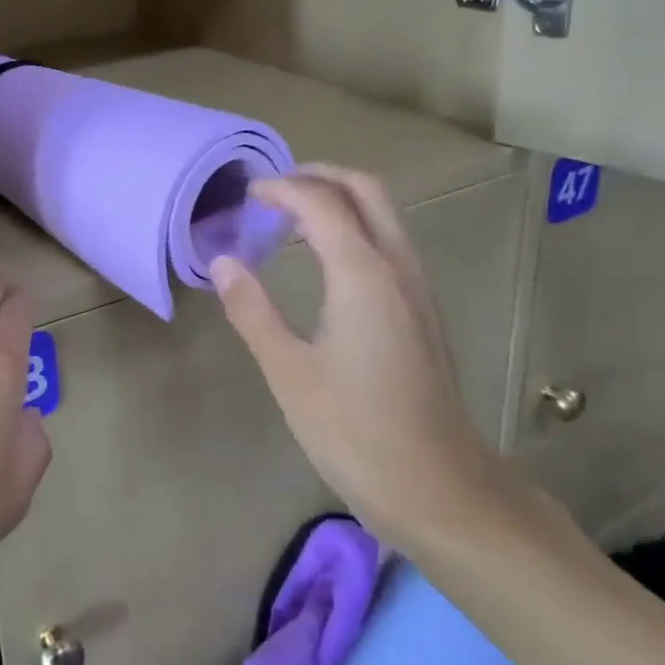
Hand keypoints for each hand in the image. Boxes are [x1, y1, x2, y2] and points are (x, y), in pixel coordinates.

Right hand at [210, 164, 529, 550]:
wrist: (441, 489)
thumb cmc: (356, 432)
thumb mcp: (289, 373)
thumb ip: (253, 311)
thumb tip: (223, 262)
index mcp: (363, 275)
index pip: (320, 204)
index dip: (281, 188)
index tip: (246, 194)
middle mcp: (397, 268)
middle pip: (365, 190)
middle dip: (319, 175)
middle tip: (275, 187)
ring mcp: (418, 288)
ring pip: (384, 213)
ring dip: (340, 198)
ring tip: (292, 213)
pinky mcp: (424, 311)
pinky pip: (390, 240)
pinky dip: (355, 225)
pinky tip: (326, 256)